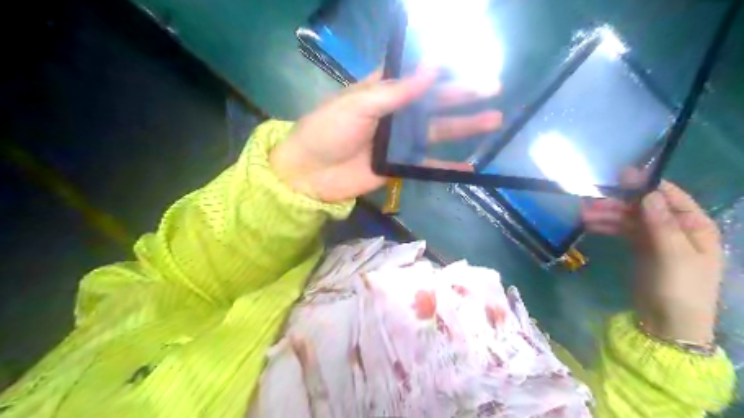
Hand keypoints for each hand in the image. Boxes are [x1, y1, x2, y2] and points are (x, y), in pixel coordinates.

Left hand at [271, 68, 501, 203]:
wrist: (310, 173)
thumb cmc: (328, 130)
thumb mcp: (359, 104)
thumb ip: (395, 91)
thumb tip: (432, 69)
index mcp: (383, 92)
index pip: (418, 76)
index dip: (444, 69)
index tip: (472, 62)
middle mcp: (395, 114)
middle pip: (434, 103)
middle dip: (463, 96)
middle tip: (494, 89)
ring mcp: (399, 142)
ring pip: (437, 133)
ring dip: (464, 127)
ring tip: (493, 121)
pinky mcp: (399, 167)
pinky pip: (427, 165)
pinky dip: (446, 166)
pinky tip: (469, 165)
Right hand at [580, 181, 720, 344]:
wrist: (668, 323)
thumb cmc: (679, 288)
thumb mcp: (674, 255)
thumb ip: (662, 224)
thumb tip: (649, 193)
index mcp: (694, 226)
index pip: (670, 197)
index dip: (647, 185)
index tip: (621, 175)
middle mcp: (675, 228)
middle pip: (644, 207)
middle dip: (618, 202)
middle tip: (590, 200)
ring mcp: (656, 238)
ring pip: (629, 218)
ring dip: (607, 214)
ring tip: (583, 214)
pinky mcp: (639, 248)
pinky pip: (622, 230)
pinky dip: (607, 226)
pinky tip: (590, 224)